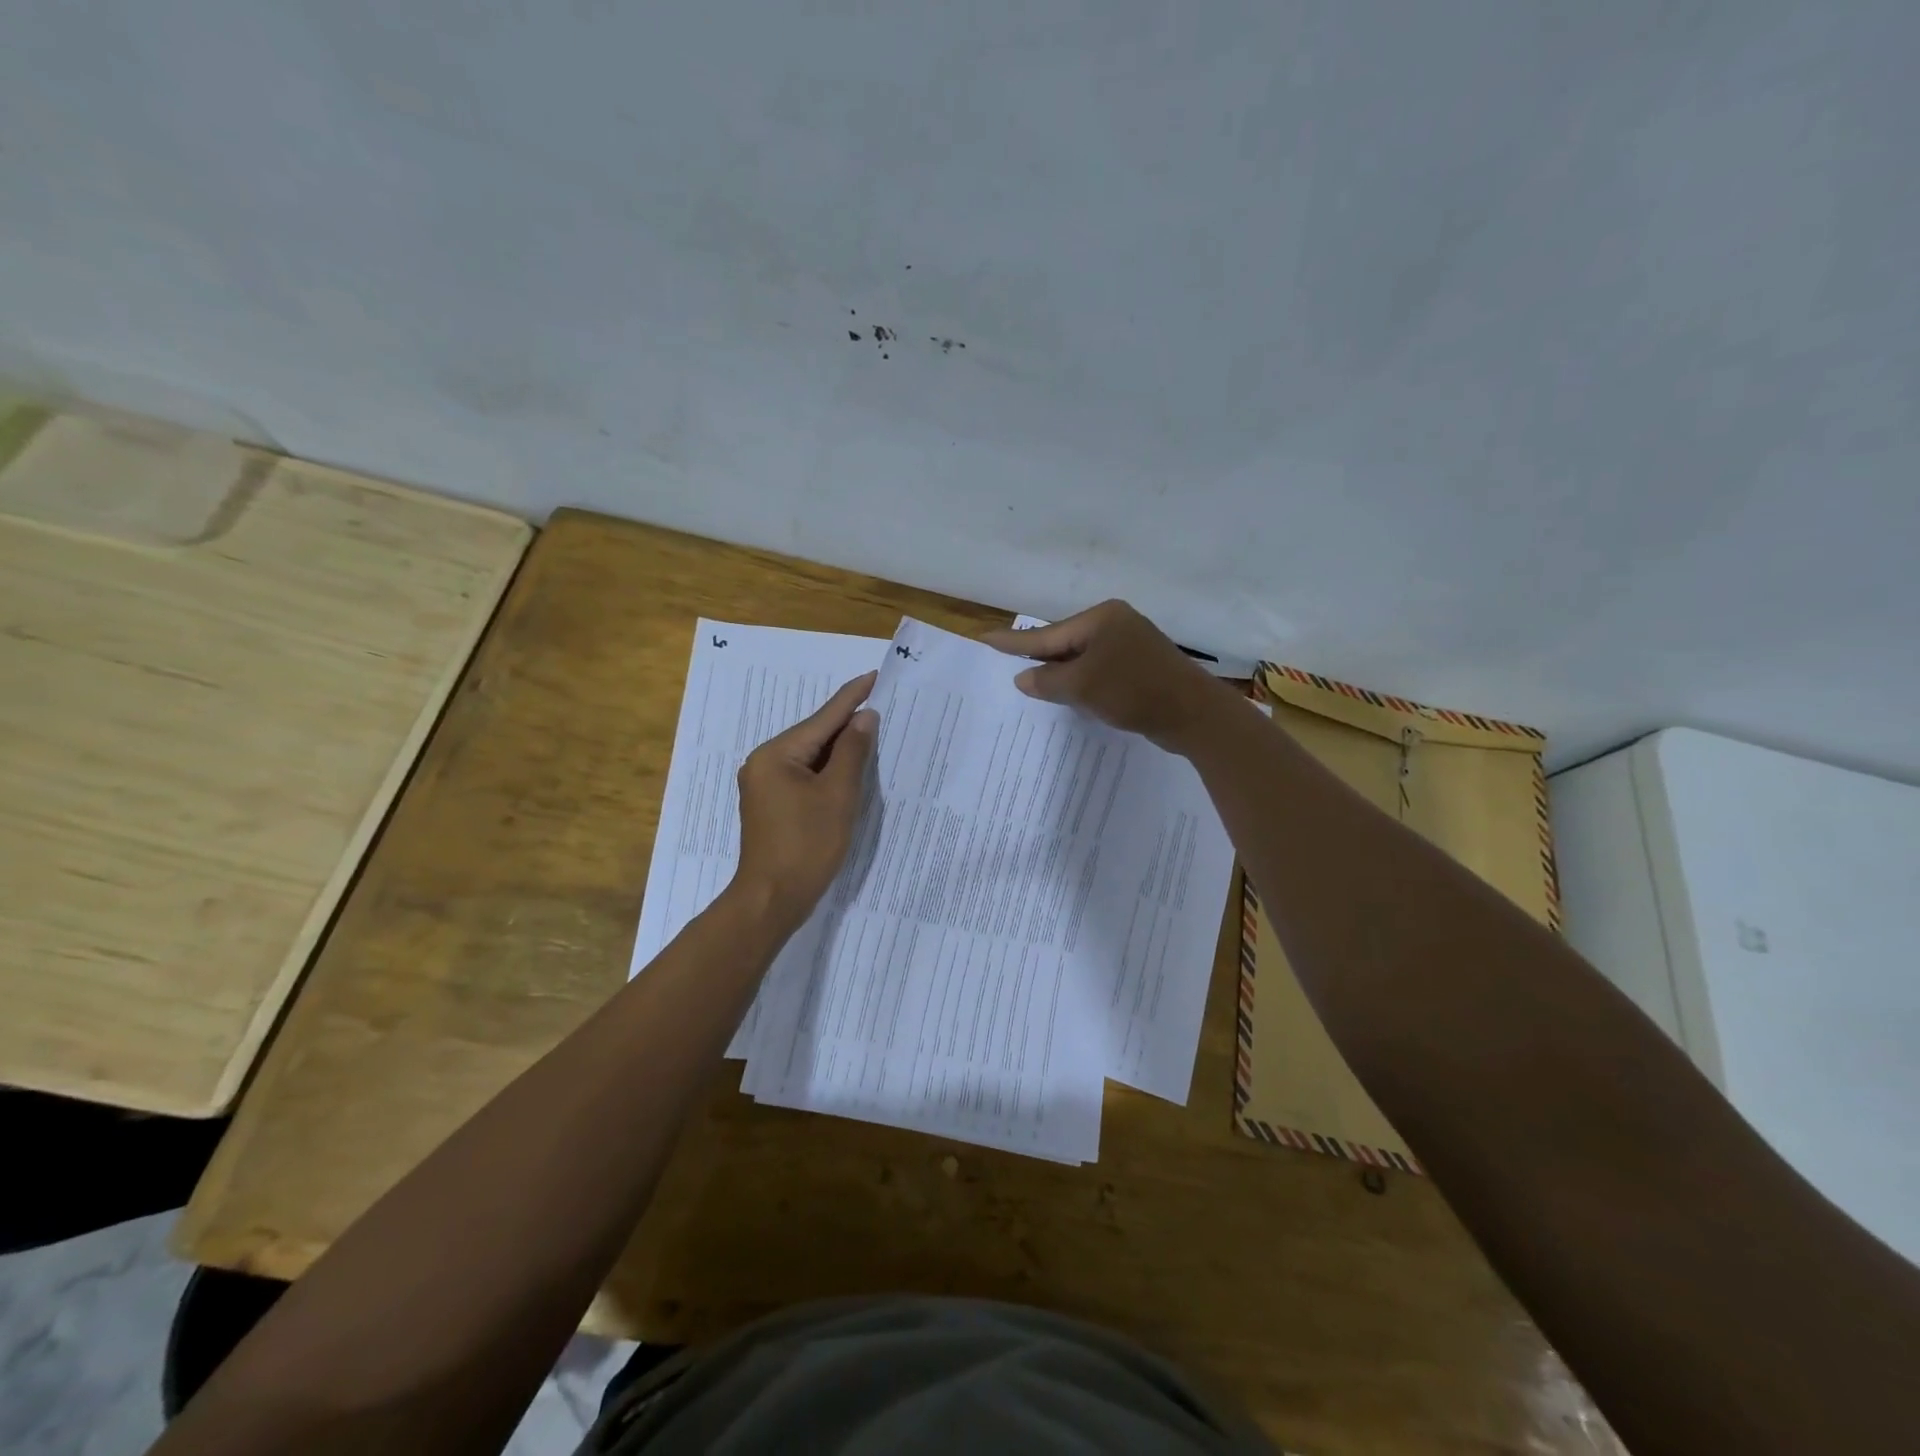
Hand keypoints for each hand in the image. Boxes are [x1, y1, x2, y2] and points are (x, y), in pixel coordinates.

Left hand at [732, 670, 877, 928]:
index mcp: (776, 754)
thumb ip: (852, 752)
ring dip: (840, 750)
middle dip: (847, 725)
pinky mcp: (771, 805)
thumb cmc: (807, 845)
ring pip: (810, 758)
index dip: (852, 698)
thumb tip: (864, 718)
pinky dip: (828, 771)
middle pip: (814, 736)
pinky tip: (849, 770)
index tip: (874, 676)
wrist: (772, 899)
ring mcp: (764, 785)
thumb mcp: (838, 795)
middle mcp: (764, 763)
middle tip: (881, 706)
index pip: (822, 718)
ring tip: (872, 734)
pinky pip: (804, 776)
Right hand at [981, 601, 1225, 752]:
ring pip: (1082, 659)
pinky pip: (1099, 671)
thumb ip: (1047, 681)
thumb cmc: (1134, 692)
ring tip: (1031, 683)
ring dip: (1061, 674)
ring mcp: (1131, 645)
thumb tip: (1023, 678)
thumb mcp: (1082, 686)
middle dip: (1039, 659)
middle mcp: (1115, 624)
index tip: (985, 638)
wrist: (1194, 715)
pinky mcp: (1140, 667)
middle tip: (1005, 663)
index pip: (1047, 634)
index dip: (1014, 642)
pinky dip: (1082, 683)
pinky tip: (1070, 695)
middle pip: (1065, 643)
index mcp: (1101, 619)